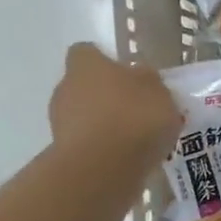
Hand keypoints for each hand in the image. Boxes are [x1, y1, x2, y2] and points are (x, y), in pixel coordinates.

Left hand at [48, 43, 180, 167]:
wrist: (103, 169)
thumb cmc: (134, 118)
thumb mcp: (160, 93)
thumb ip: (150, 83)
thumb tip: (142, 79)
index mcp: (86, 65)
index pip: (87, 52)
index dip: (105, 62)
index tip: (126, 76)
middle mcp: (66, 88)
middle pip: (85, 87)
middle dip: (106, 97)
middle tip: (136, 112)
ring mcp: (60, 123)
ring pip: (84, 117)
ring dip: (104, 126)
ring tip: (135, 142)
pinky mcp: (63, 154)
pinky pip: (87, 145)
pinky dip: (102, 150)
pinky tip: (125, 160)